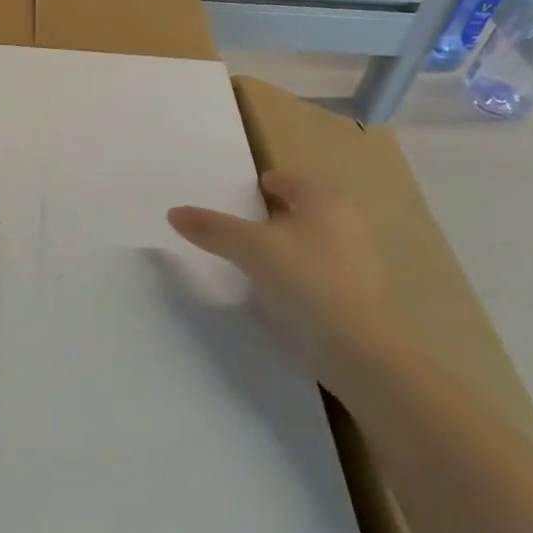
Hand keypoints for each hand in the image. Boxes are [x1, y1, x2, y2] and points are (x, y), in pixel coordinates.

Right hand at [168, 171, 391, 387]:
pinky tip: (280, 288)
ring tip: (258, 255)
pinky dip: (300, 270)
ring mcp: (359, 262)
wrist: (357, 351)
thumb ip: (212, 228)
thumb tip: (174, 212)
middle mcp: (349, 224)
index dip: (270, 182)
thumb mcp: (250, 249)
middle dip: (281, 212)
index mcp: (327, 202)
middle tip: (247, 220)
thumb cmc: (306, 282)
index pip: (294, 181)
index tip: (250, 189)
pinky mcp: (358, 296)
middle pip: (307, 209)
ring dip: (290, 243)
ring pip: (316, 240)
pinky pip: (321, 270)